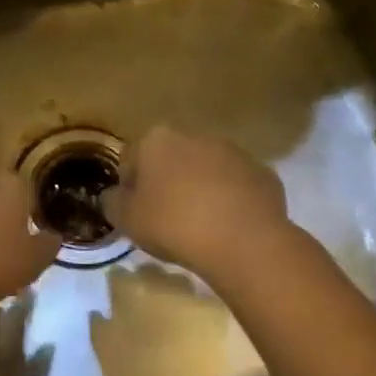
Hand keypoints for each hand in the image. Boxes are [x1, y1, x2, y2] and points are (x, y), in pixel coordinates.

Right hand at [100, 126, 291, 282]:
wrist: (243, 240)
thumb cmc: (174, 224)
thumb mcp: (127, 220)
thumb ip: (112, 203)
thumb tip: (112, 196)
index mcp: (158, 139)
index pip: (132, 159)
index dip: (130, 187)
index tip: (134, 213)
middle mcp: (197, 135)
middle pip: (172, 160)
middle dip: (167, 183)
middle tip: (165, 220)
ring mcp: (234, 152)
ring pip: (207, 171)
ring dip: (200, 190)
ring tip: (199, 227)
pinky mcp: (263, 173)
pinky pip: (237, 187)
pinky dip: (230, 202)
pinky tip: (227, 228)